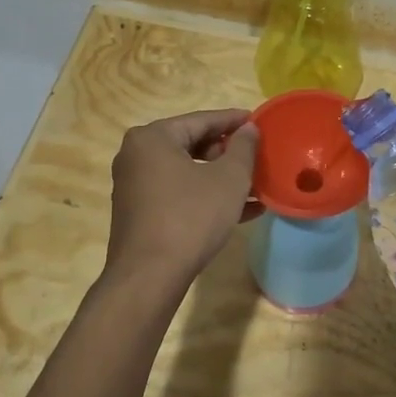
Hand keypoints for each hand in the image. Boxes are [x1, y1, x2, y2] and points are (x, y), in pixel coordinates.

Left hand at [103, 109, 260, 287]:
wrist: (149, 276)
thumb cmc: (191, 217)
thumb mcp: (229, 179)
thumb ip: (243, 148)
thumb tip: (249, 129)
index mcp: (153, 138)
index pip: (202, 120)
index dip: (234, 121)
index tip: (259, 121)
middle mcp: (137, 156)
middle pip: (192, 144)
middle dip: (229, 153)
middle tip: (258, 157)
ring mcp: (136, 186)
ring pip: (188, 172)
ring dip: (222, 178)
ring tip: (257, 186)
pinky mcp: (140, 213)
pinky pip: (179, 194)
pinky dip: (206, 197)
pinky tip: (242, 211)